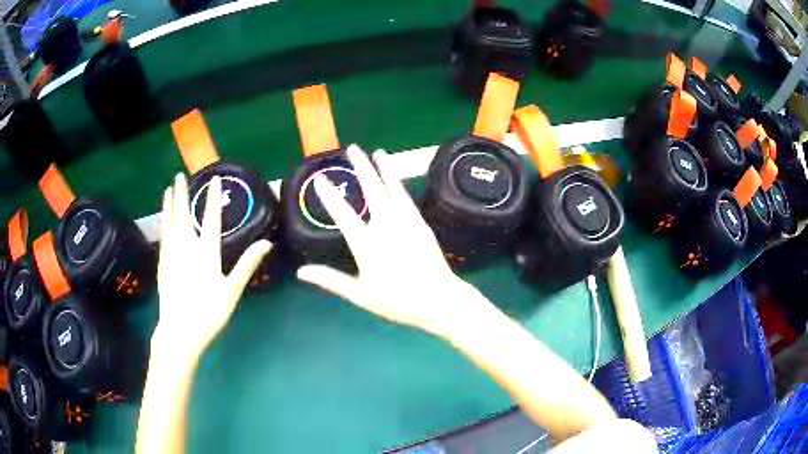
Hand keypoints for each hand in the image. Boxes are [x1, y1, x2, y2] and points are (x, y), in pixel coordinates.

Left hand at [154, 174, 271, 358]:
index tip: (214, 180)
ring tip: (167, 190)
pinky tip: (163, 222)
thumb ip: (247, 265)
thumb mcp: (232, 291)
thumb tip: (266, 243)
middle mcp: (185, 248)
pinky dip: (163, 224)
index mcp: (205, 252)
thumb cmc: (208, 312)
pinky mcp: (162, 266)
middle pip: (183, 215)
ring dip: (169, 205)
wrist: (179, 331)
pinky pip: (163, 238)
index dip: (212, 198)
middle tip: (179, 176)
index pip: (210, 219)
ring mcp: (171, 256)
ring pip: (169, 224)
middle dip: (181, 194)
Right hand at [297, 145, 486, 337]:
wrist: (439, 300)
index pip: (343, 213)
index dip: (329, 195)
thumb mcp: (360, 294)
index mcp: (367, 243)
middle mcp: (386, 225)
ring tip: (378, 152)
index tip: (320, 178)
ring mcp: (406, 221)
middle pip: (372, 188)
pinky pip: (406, 197)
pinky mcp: (421, 223)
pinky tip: (396, 180)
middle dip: (361, 166)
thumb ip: (330, 280)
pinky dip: (398, 184)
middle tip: (353, 148)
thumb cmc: (397, 301)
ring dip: (384, 167)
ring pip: (393, 187)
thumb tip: (301, 273)